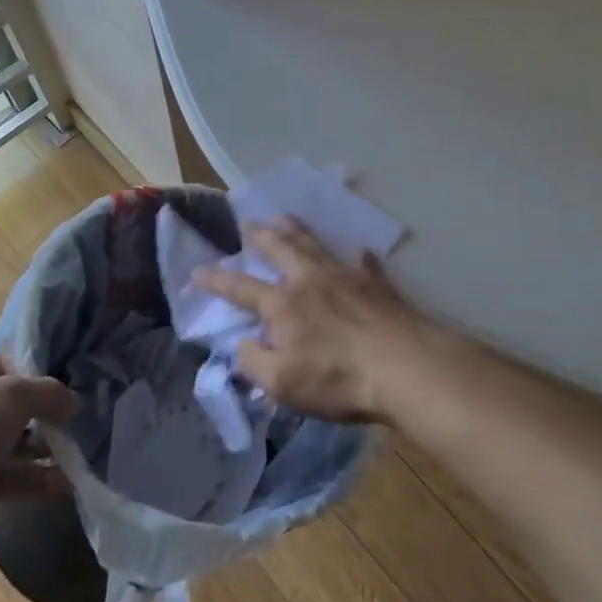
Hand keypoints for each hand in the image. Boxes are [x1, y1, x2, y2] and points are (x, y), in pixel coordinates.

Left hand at [0, 352, 77, 545]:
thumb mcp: (15, 393)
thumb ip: (50, 393)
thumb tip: (73, 403)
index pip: (8, 365)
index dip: (36, 377)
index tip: (60, 393)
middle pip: (14, 407)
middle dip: (45, 417)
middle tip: (72, 425)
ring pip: (16, 444)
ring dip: (46, 450)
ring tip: (77, 456)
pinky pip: (12, 477)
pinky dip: (38, 480)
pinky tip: (67, 484)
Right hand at [193, 217, 430, 423]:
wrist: (402, 364)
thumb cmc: (338, 378)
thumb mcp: (282, 384)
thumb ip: (253, 362)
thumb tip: (242, 343)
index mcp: (284, 306)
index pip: (242, 289)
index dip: (218, 280)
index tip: (199, 269)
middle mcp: (311, 281)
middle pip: (281, 250)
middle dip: (261, 236)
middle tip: (248, 223)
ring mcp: (346, 276)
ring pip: (316, 245)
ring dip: (298, 230)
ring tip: (285, 217)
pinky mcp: (377, 283)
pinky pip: (363, 262)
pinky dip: (357, 256)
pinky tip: (359, 252)